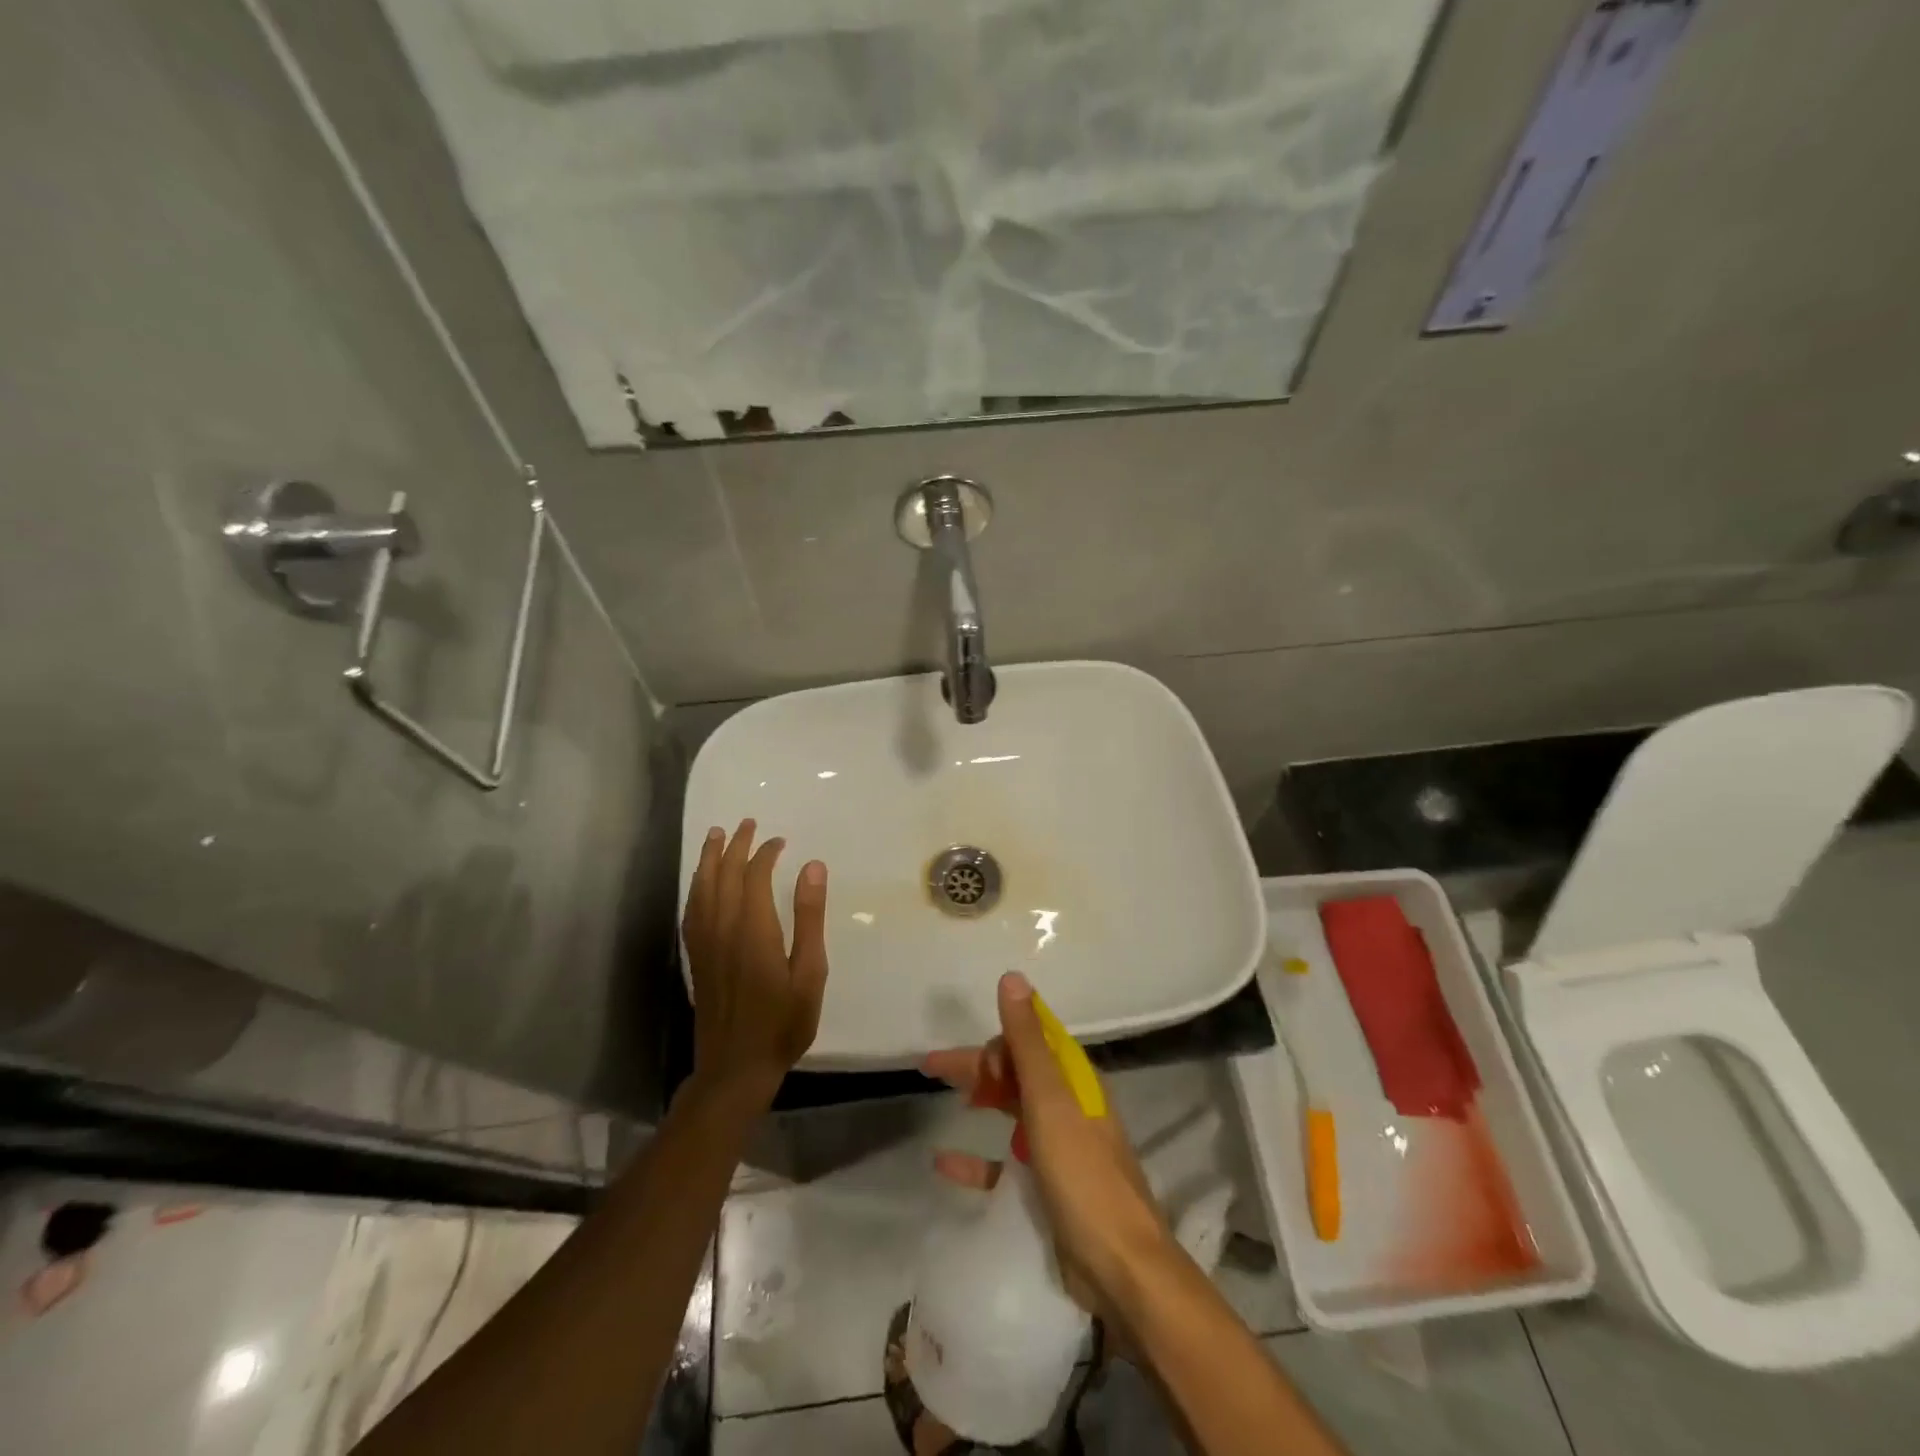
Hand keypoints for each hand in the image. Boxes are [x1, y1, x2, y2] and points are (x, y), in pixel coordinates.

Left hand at [681, 820, 828, 1104]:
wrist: (736, 1068)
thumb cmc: (783, 1022)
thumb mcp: (809, 972)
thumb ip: (809, 917)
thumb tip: (813, 866)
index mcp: (753, 929)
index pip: (754, 876)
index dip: (765, 853)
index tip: (780, 841)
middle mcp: (723, 929)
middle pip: (723, 875)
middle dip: (735, 846)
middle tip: (747, 823)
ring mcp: (705, 944)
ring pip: (702, 889)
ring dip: (709, 859)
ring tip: (715, 836)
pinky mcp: (696, 959)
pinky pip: (692, 911)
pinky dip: (696, 888)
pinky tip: (700, 883)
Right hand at [924, 972, 1172, 1319]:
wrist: (1121, 1267)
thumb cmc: (1083, 1174)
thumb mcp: (1049, 1100)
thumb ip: (1027, 1041)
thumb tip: (1013, 977)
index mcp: (1073, 1079)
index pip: (1032, 1039)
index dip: (998, 1038)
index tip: (964, 1052)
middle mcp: (1068, 1105)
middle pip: (1017, 1072)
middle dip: (978, 1065)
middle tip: (931, 1068)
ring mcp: (1059, 1146)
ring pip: (1011, 1109)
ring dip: (980, 1098)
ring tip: (941, 1096)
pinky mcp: (1048, 1187)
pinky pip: (1005, 1162)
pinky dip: (977, 1158)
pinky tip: (944, 1162)